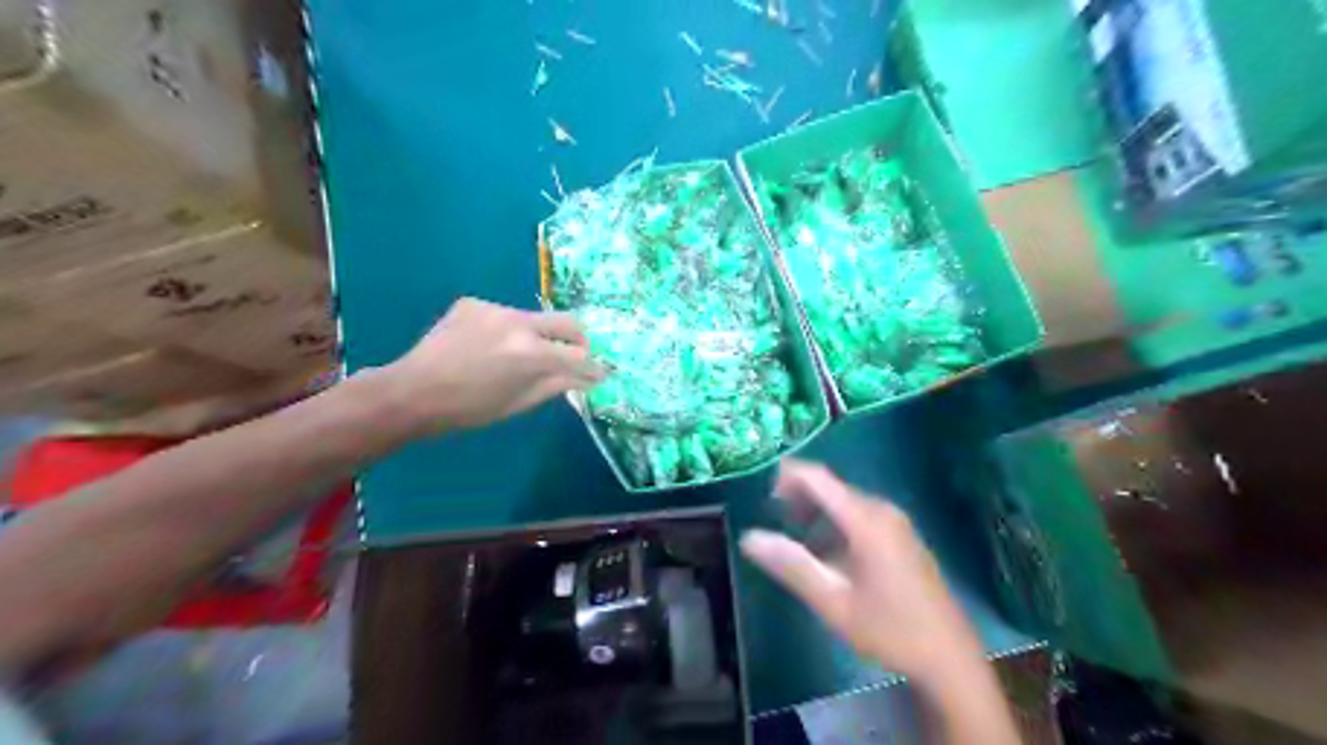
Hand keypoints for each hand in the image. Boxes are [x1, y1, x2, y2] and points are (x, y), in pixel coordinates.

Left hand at [382, 297, 605, 434]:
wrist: (412, 392)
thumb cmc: (469, 409)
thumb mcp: (519, 402)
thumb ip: (558, 384)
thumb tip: (587, 377)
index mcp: (532, 353)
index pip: (580, 356)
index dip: (593, 367)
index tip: (600, 374)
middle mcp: (519, 321)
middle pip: (569, 322)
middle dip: (579, 341)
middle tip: (575, 357)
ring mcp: (496, 307)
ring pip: (535, 318)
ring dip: (540, 336)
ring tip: (520, 357)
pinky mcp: (474, 303)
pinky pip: (505, 315)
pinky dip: (507, 331)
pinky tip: (488, 347)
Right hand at [741, 463, 978, 683]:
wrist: (949, 659)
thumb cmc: (890, 630)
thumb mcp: (833, 602)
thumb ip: (791, 565)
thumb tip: (749, 537)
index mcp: (867, 521)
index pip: (819, 478)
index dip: (788, 474)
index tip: (759, 487)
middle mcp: (882, 512)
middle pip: (832, 488)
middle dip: (798, 496)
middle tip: (770, 517)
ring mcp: (896, 523)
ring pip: (845, 503)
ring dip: (815, 512)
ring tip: (790, 535)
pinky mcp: (902, 537)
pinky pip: (860, 516)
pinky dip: (835, 524)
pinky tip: (823, 552)